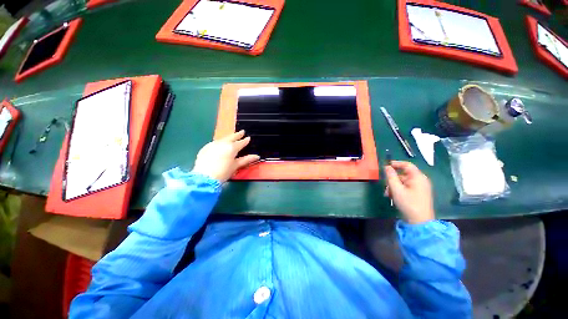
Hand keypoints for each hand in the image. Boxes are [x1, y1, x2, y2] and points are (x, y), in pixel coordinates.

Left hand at [192, 130, 259, 182]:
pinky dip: (220, 142)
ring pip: (223, 138)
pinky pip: (215, 142)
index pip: (241, 142)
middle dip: (237, 135)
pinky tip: (221, 145)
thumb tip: (257, 156)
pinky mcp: (205, 147)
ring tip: (232, 137)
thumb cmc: (223, 172)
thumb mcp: (236, 166)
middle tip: (242, 132)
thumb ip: (246, 159)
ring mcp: (213, 144)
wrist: (204, 177)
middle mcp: (223, 143)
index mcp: (232, 147)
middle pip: (231, 137)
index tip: (248, 138)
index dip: (245, 140)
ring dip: (228, 137)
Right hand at [384, 161, 434, 223]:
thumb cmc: (408, 203)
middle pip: (404, 174)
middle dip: (392, 179)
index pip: (407, 165)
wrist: (420, 221)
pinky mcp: (419, 194)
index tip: (385, 165)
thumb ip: (390, 176)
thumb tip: (387, 167)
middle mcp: (421, 180)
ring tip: (387, 194)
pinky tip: (392, 196)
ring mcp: (421, 187)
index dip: (396, 163)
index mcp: (418, 177)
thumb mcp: (396, 189)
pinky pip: (407, 187)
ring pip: (404, 182)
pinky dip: (399, 190)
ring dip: (394, 186)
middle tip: (385, 185)